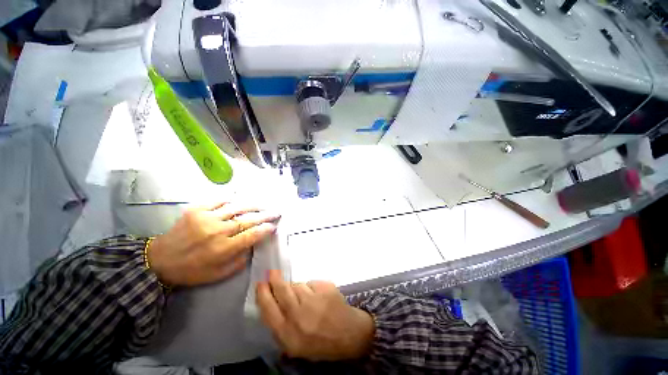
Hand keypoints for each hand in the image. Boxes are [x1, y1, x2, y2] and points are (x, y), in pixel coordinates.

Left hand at [147, 202, 278, 286]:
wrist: (159, 260)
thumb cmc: (191, 271)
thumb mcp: (219, 274)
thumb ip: (240, 260)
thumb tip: (253, 245)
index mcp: (223, 249)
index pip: (252, 235)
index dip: (265, 229)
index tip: (274, 226)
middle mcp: (217, 231)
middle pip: (248, 219)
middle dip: (265, 215)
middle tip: (276, 212)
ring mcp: (206, 218)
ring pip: (237, 207)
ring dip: (253, 206)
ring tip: (263, 205)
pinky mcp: (196, 210)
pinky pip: (218, 201)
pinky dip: (231, 199)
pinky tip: (239, 200)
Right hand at [256, 270, 374, 360]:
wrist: (348, 334)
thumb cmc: (320, 343)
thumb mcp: (295, 346)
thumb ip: (281, 328)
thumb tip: (271, 305)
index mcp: (288, 334)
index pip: (268, 310)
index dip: (263, 295)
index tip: (260, 284)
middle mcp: (298, 316)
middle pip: (281, 291)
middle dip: (274, 280)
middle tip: (272, 272)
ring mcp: (313, 300)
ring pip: (297, 285)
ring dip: (297, 288)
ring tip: (306, 298)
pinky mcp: (325, 288)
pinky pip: (311, 283)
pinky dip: (312, 288)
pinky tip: (319, 297)